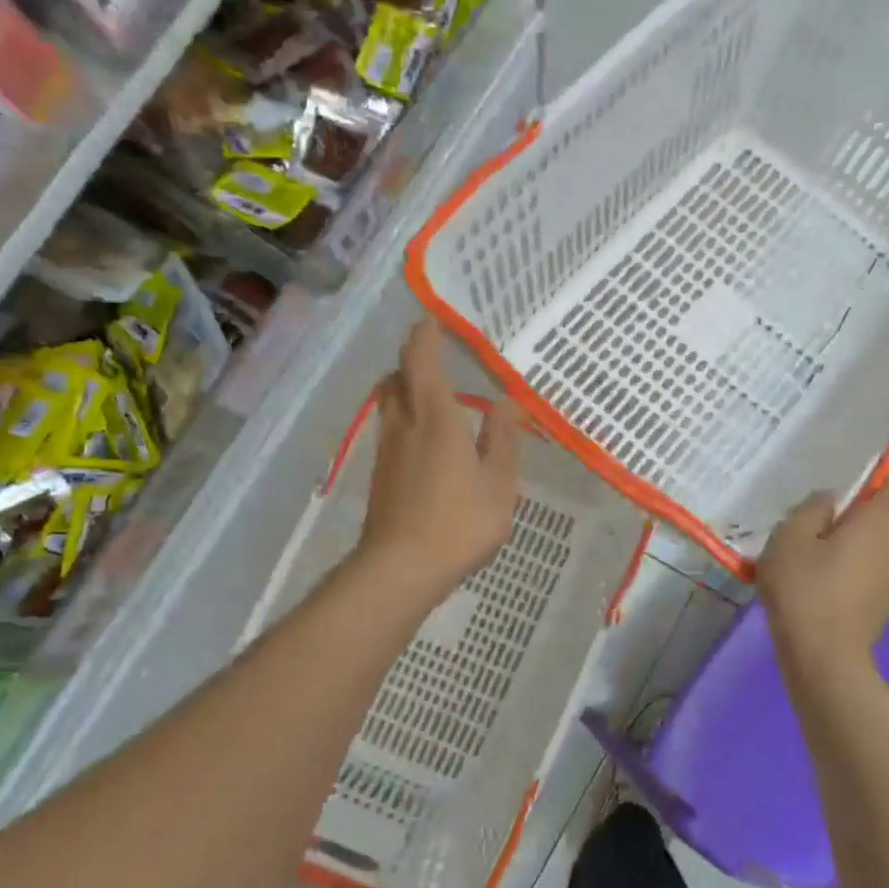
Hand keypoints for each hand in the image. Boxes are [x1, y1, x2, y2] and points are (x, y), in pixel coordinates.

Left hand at [355, 319, 520, 604]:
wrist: (400, 569)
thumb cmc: (459, 522)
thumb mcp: (498, 482)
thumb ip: (503, 438)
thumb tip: (508, 401)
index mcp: (435, 417)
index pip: (421, 361)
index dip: (424, 336)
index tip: (430, 318)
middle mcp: (404, 425)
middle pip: (397, 379)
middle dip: (410, 360)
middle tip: (433, 354)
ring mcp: (387, 451)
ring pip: (390, 405)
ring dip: (406, 389)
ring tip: (433, 394)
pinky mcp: (381, 476)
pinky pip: (391, 430)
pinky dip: (406, 419)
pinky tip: (426, 441)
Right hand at [756, 481, 888, 672]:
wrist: (824, 659)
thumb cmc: (805, 589)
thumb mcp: (790, 536)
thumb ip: (811, 507)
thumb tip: (830, 499)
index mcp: (883, 519)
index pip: (888, 482)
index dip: (863, 479)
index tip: (832, 489)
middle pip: (886, 513)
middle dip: (858, 511)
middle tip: (817, 518)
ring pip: (882, 542)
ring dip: (859, 540)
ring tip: (820, 549)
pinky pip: (878, 568)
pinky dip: (859, 566)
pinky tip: (829, 578)